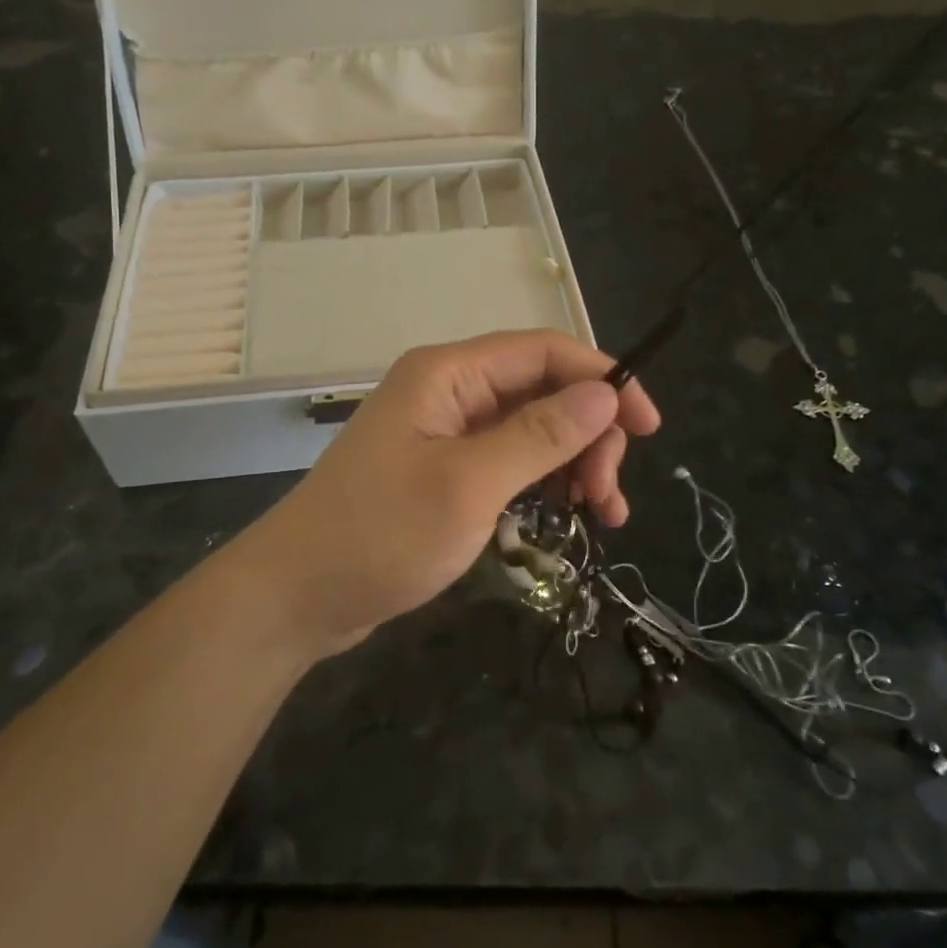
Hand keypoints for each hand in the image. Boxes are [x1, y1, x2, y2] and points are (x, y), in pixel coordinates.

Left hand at [240, 330, 660, 656]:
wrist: (298, 596)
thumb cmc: (380, 534)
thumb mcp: (469, 486)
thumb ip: (539, 436)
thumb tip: (605, 394)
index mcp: (448, 373)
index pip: (543, 351)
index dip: (603, 379)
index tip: (649, 428)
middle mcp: (448, 391)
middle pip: (542, 390)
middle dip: (589, 435)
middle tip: (609, 496)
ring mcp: (445, 432)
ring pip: (530, 429)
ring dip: (572, 463)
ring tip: (600, 516)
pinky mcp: (443, 470)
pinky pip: (508, 461)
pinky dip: (542, 483)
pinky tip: (564, 516)